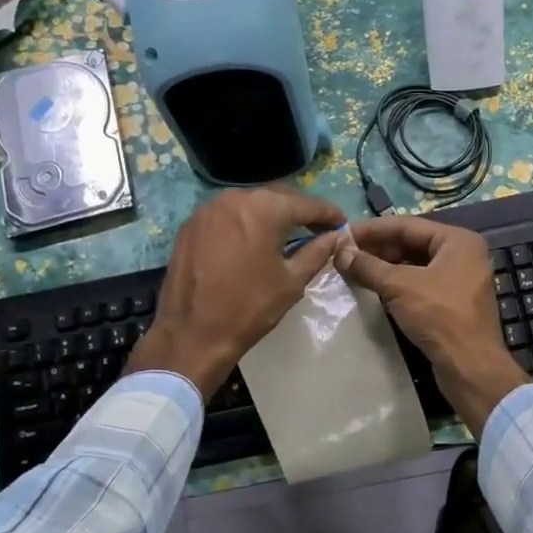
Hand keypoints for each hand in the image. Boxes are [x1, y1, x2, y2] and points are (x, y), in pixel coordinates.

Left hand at [125, 187, 347, 398]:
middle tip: (317, 229)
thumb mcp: (292, 281)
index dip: (328, 214)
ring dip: (270, 215)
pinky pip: (226, 215)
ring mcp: (208, 209)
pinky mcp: (190, 225)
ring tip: (285, 235)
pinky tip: (250, 241)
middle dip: (299, 211)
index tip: (342, 225)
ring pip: (249, 204)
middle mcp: (235, 198)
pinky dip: (243, 223)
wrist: (192, 334)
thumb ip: (317, 252)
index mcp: (264, 208)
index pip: (306, 204)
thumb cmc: (250, 308)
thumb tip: (335, 237)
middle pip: (277, 198)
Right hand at [336, 217, 524, 437]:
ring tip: (353, 269)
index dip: (372, 229)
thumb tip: (340, 252)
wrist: (470, 367)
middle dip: (377, 248)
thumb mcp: (399, 286)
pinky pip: (420, 283)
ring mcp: (460, 279)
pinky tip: (373, 288)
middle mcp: (462, 254)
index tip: (342, 233)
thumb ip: (368, 266)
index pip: (407, 225)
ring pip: (415, 265)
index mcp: (457, 240)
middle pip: (412, 243)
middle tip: (344, 254)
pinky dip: (397, 284)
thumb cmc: (439, 316)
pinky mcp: (453, 302)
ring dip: (384, 267)